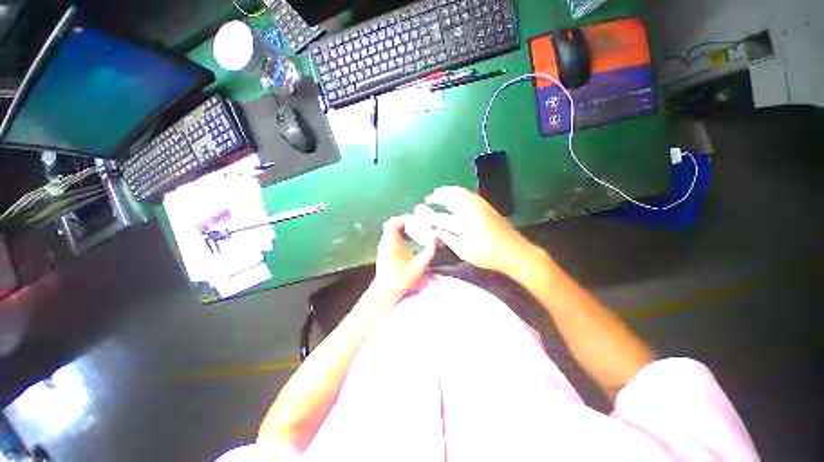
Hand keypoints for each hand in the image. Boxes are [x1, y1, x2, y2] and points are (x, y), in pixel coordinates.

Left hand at [372, 215, 436, 299]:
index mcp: (391, 243)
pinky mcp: (384, 251)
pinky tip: (409, 242)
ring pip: (391, 231)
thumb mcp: (418, 266)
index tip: (415, 221)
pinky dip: (400, 235)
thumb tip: (435, 243)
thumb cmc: (401, 278)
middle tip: (417, 225)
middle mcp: (385, 242)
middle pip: (392, 225)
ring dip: (402, 229)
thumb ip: (428, 253)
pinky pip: (391, 237)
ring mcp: (383, 246)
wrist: (386, 291)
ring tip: (415, 232)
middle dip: (404, 222)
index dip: (403, 218)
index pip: (392, 222)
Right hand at [425, 186, 537, 275]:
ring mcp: (480, 205)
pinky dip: (458, 192)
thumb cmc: (487, 255)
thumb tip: (436, 231)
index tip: (423, 216)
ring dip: (447, 190)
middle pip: (450, 196)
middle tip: (429, 198)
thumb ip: (448, 239)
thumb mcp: (464, 252)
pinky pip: (469, 193)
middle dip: (437, 195)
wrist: (514, 251)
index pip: (441, 217)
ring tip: (439, 194)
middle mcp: (471, 210)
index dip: (430, 217)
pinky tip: (455, 196)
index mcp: (464, 224)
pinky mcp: (487, 204)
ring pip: (460, 191)